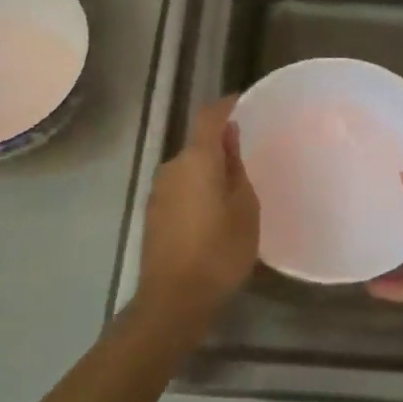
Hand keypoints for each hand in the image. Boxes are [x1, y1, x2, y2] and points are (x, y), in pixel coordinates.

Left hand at [135, 98, 259, 328]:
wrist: (173, 299)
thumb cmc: (219, 251)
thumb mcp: (244, 208)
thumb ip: (236, 168)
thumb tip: (229, 138)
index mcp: (196, 160)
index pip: (209, 117)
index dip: (226, 106)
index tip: (243, 103)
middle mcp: (172, 167)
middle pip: (198, 144)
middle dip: (220, 146)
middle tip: (249, 158)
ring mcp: (158, 191)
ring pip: (188, 169)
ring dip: (208, 171)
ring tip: (233, 191)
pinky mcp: (153, 214)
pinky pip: (180, 189)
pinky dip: (197, 191)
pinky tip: (212, 214)